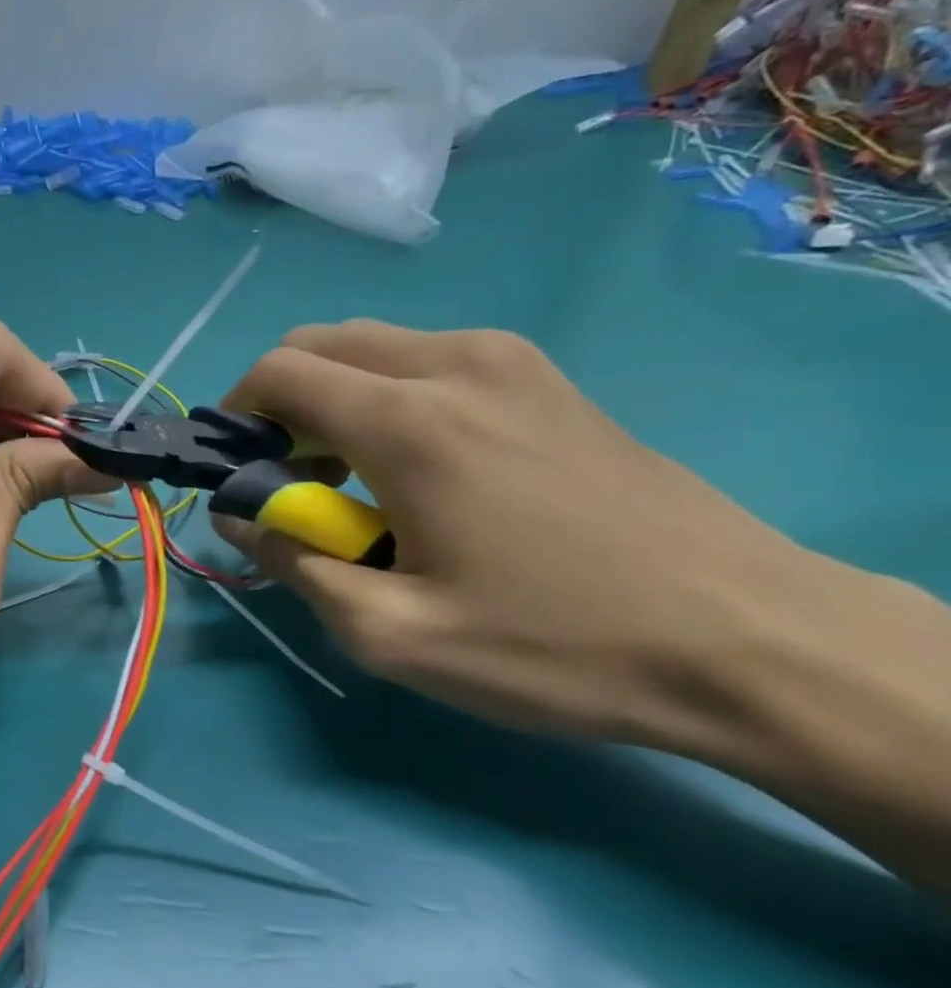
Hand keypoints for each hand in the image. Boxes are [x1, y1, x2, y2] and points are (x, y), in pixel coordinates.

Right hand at [216, 321, 819, 748]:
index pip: (279, 372)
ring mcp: (512, 363)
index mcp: (408, 421)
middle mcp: (455, 365)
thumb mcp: (391, 633)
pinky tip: (423, 469)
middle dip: (281, 401)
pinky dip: (391, 397)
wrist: (749, 642)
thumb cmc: (553, 644)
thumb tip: (238, 516)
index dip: (237, 415)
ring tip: (356, 480)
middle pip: (321, 343)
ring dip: (336, 398)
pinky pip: (432, 361)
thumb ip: (293, 562)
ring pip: (376, 347)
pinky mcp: (549, 380)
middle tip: (292, 478)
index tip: (241, 473)